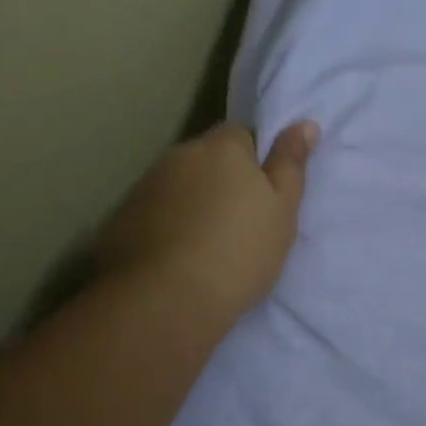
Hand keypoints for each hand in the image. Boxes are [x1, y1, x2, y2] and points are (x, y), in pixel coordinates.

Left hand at [94, 120, 318, 325]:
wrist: (165, 301)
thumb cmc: (239, 251)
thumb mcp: (282, 209)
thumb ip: (291, 163)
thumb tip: (305, 123)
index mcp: (221, 147)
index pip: (240, 134)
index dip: (254, 159)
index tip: (263, 193)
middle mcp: (178, 156)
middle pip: (205, 158)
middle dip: (220, 179)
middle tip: (240, 221)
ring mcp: (144, 187)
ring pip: (178, 186)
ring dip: (192, 202)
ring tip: (206, 244)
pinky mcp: (120, 220)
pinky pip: (153, 213)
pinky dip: (166, 226)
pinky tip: (177, 258)